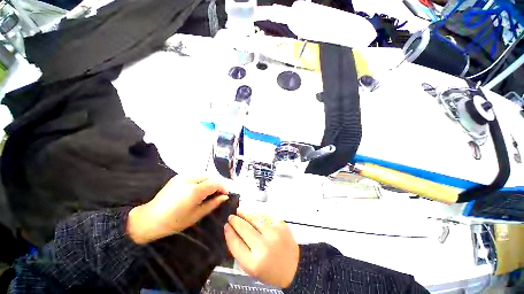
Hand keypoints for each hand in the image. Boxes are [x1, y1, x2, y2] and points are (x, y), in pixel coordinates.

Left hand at [127, 176, 228, 243]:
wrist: (150, 219)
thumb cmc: (174, 221)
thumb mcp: (197, 215)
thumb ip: (213, 204)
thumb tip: (225, 197)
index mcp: (194, 191)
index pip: (215, 183)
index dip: (223, 187)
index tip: (225, 194)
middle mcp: (190, 179)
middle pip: (210, 177)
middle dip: (216, 185)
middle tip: (216, 195)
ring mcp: (182, 176)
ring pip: (203, 175)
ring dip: (209, 182)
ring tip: (207, 192)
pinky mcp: (178, 176)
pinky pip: (195, 175)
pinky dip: (201, 180)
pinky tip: (197, 189)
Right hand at [224, 211, 298, 287]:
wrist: (293, 268)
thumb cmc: (269, 270)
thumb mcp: (251, 267)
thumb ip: (239, 250)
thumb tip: (231, 231)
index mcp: (254, 263)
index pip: (236, 243)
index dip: (229, 233)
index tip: (225, 226)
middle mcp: (264, 246)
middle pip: (244, 228)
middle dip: (235, 220)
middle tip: (231, 216)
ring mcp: (274, 233)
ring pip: (255, 218)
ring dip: (246, 214)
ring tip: (240, 212)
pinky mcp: (281, 225)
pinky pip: (265, 216)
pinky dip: (257, 215)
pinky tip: (253, 216)